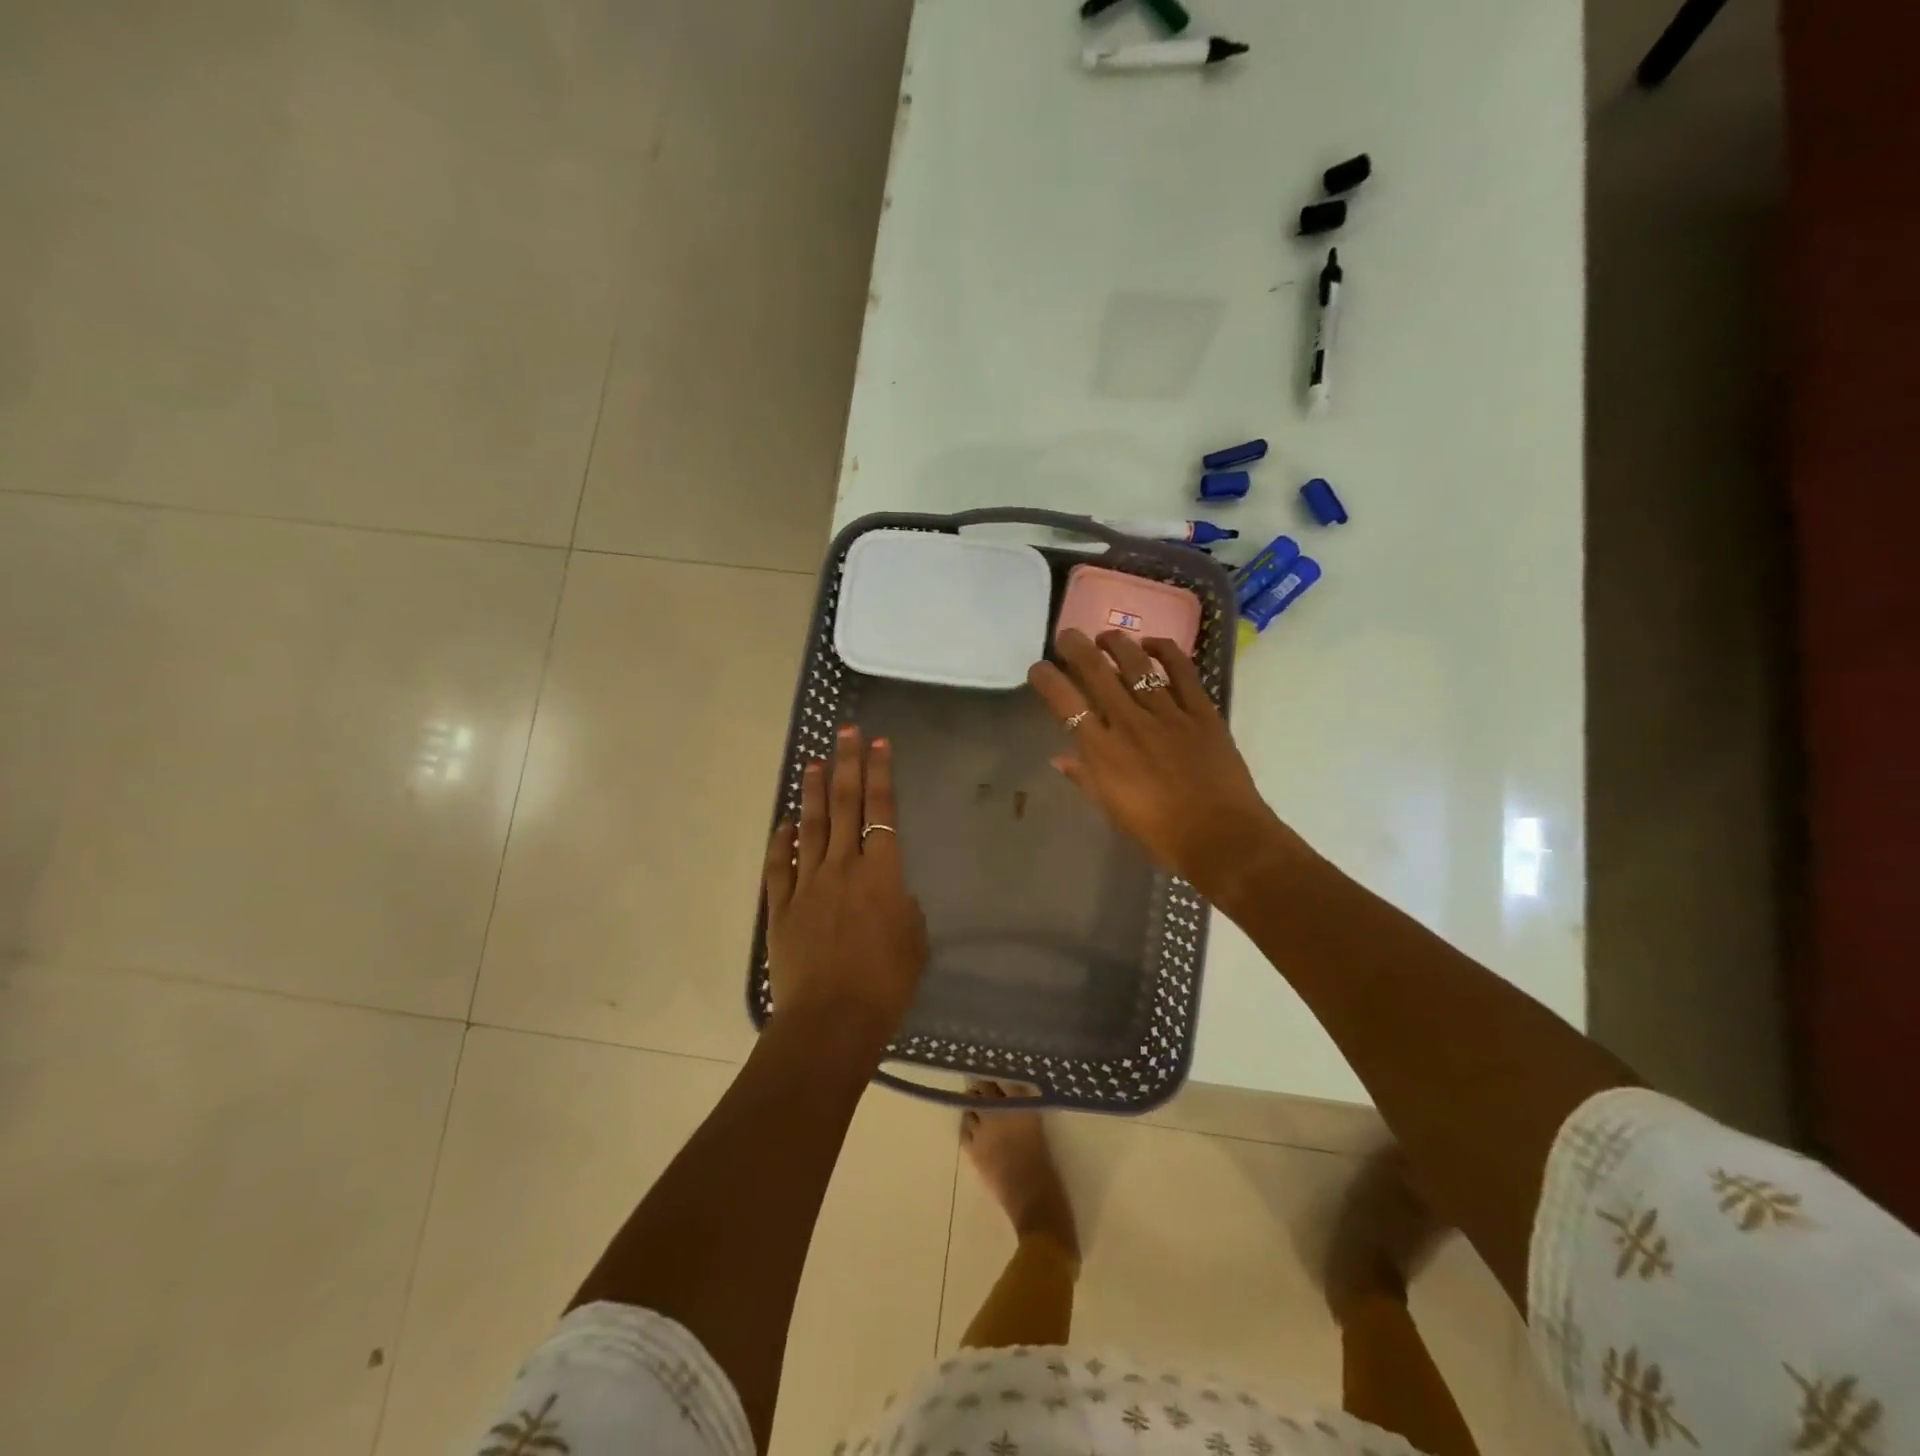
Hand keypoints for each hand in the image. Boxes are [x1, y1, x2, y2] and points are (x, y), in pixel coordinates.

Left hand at [763, 726, 928, 1046]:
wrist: (831, 1020)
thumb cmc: (885, 984)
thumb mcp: (914, 942)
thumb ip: (904, 908)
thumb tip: (892, 894)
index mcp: (881, 873)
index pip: (881, 811)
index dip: (881, 774)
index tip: (878, 743)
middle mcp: (842, 868)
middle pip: (845, 806)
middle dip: (846, 765)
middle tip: (845, 732)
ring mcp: (807, 885)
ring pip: (810, 827)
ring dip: (813, 792)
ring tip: (813, 762)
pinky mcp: (781, 907)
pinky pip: (780, 866)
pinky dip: (781, 841)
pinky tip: (785, 823)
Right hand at [1027, 629, 1306, 906]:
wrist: (1221, 837)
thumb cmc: (1160, 833)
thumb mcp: (1113, 811)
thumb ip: (1086, 778)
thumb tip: (1060, 758)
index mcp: (1103, 752)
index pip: (1066, 705)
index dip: (1048, 680)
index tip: (1039, 668)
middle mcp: (1130, 724)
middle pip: (1097, 673)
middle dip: (1076, 647)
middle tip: (1067, 635)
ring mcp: (1168, 713)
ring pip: (1137, 665)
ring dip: (1117, 644)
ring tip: (1106, 637)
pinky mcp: (1202, 711)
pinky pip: (1182, 671)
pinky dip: (1166, 651)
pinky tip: (1153, 644)